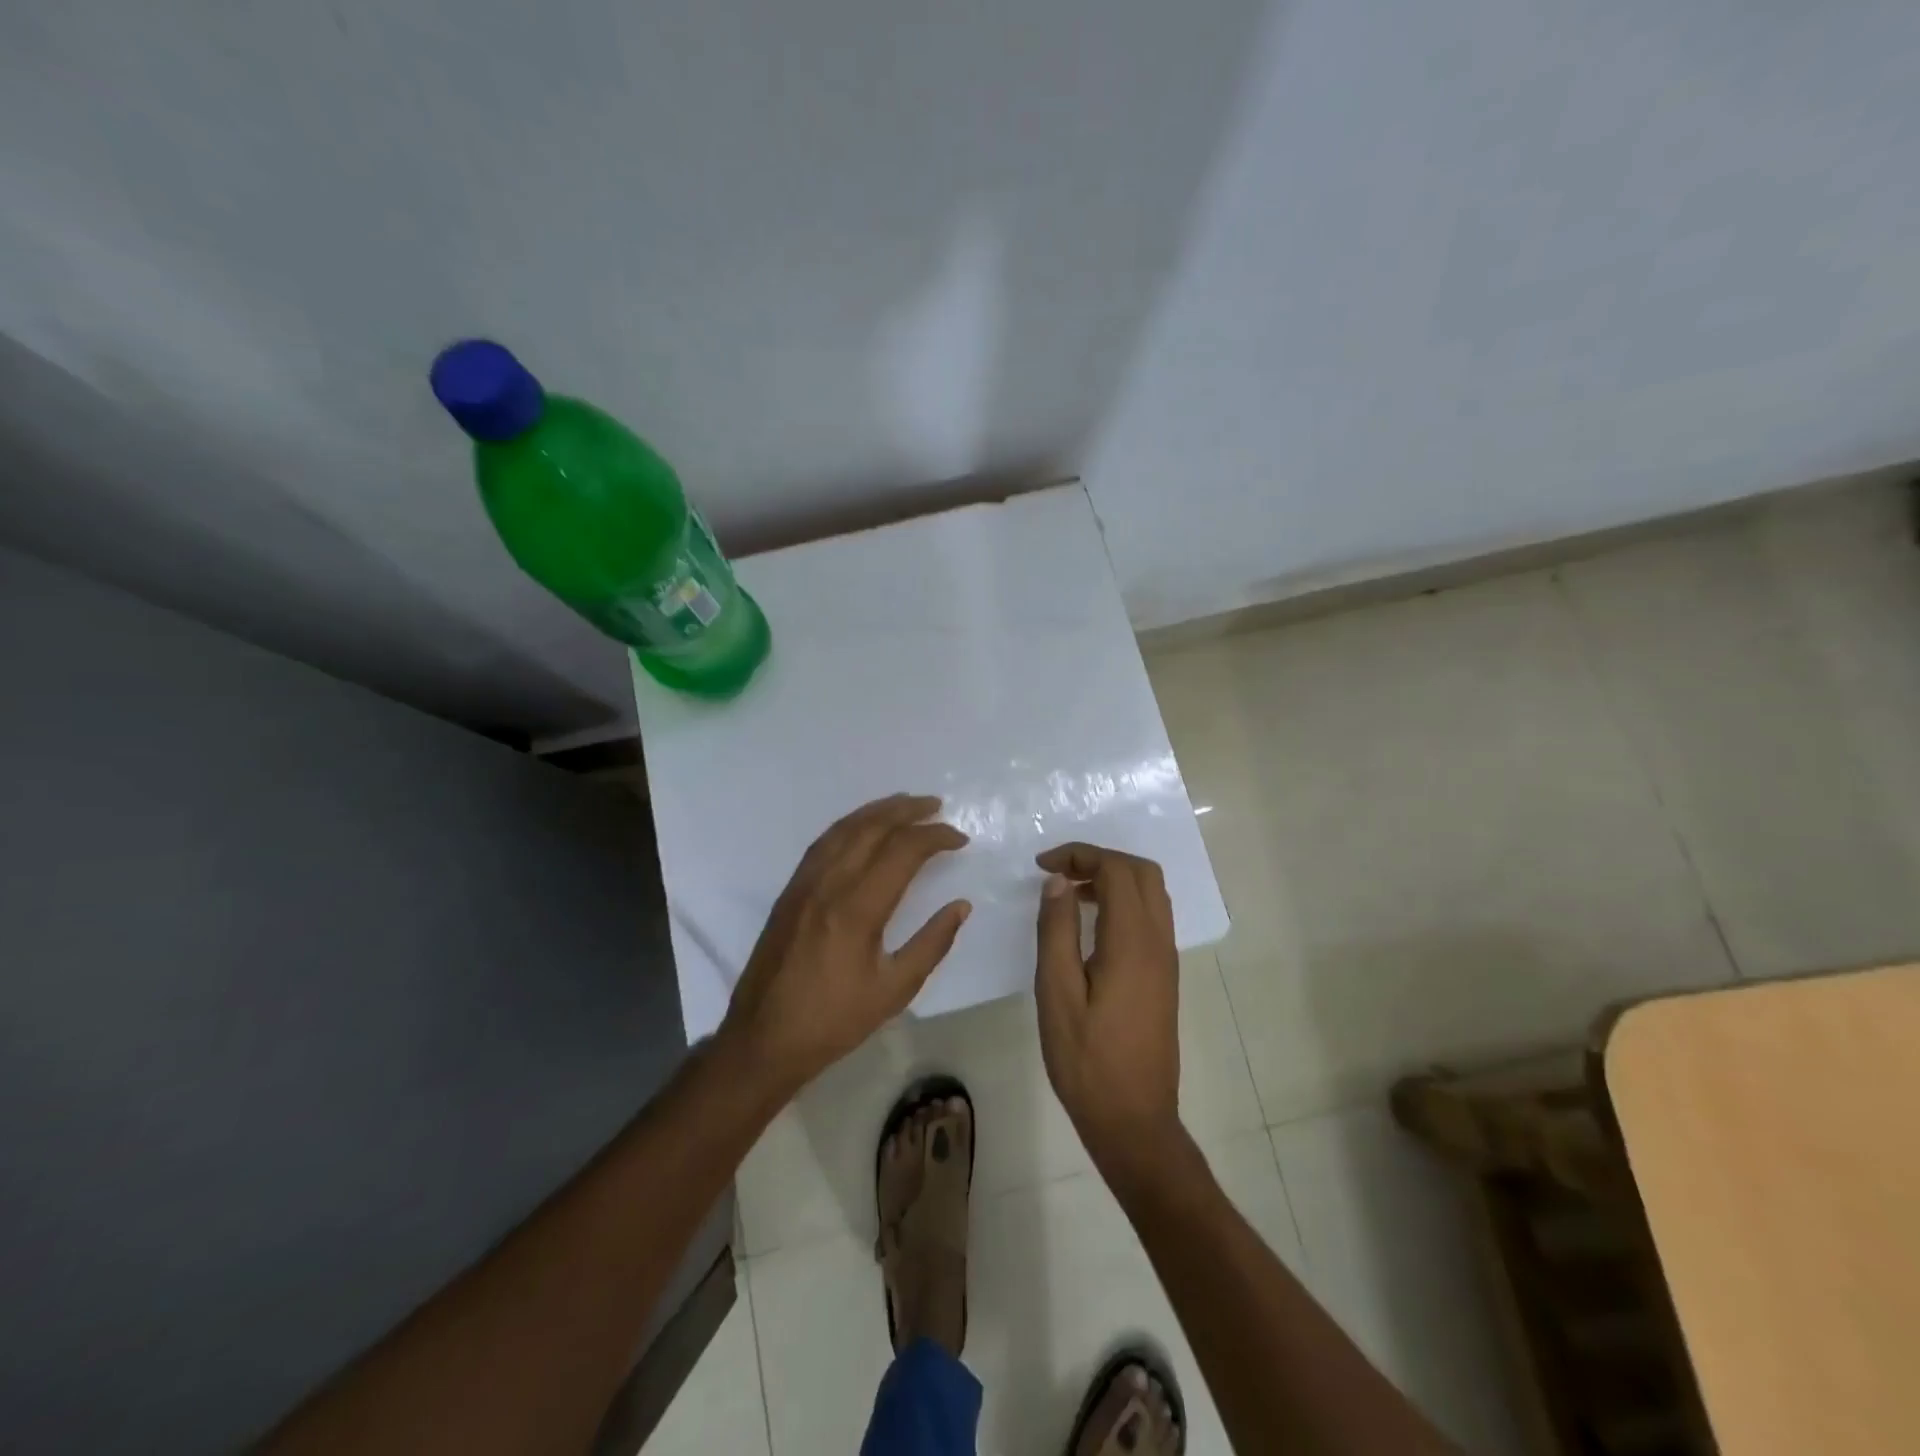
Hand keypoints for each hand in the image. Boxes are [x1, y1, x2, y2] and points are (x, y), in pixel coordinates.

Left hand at [720, 794, 970, 1092]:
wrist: (764, 1037)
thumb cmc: (834, 1020)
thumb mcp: (894, 990)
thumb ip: (932, 944)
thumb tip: (961, 905)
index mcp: (857, 909)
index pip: (903, 852)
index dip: (935, 837)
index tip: (960, 839)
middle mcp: (829, 884)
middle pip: (872, 828)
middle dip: (908, 810)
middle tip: (937, 805)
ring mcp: (804, 883)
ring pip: (844, 829)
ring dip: (877, 810)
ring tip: (905, 803)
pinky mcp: (790, 890)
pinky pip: (823, 842)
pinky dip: (849, 825)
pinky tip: (862, 827)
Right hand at [1033, 842, 1182, 1173]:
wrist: (1134, 1119)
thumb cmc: (1086, 1059)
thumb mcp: (1056, 993)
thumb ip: (1057, 930)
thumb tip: (1058, 881)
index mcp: (1132, 942)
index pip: (1116, 869)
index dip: (1079, 855)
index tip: (1042, 866)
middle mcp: (1158, 942)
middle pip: (1142, 872)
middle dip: (1100, 859)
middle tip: (1059, 873)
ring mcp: (1167, 959)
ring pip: (1151, 893)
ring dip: (1114, 878)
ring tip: (1071, 892)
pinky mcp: (1165, 975)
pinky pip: (1152, 916)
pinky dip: (1124, 901)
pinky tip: (1092, 922)